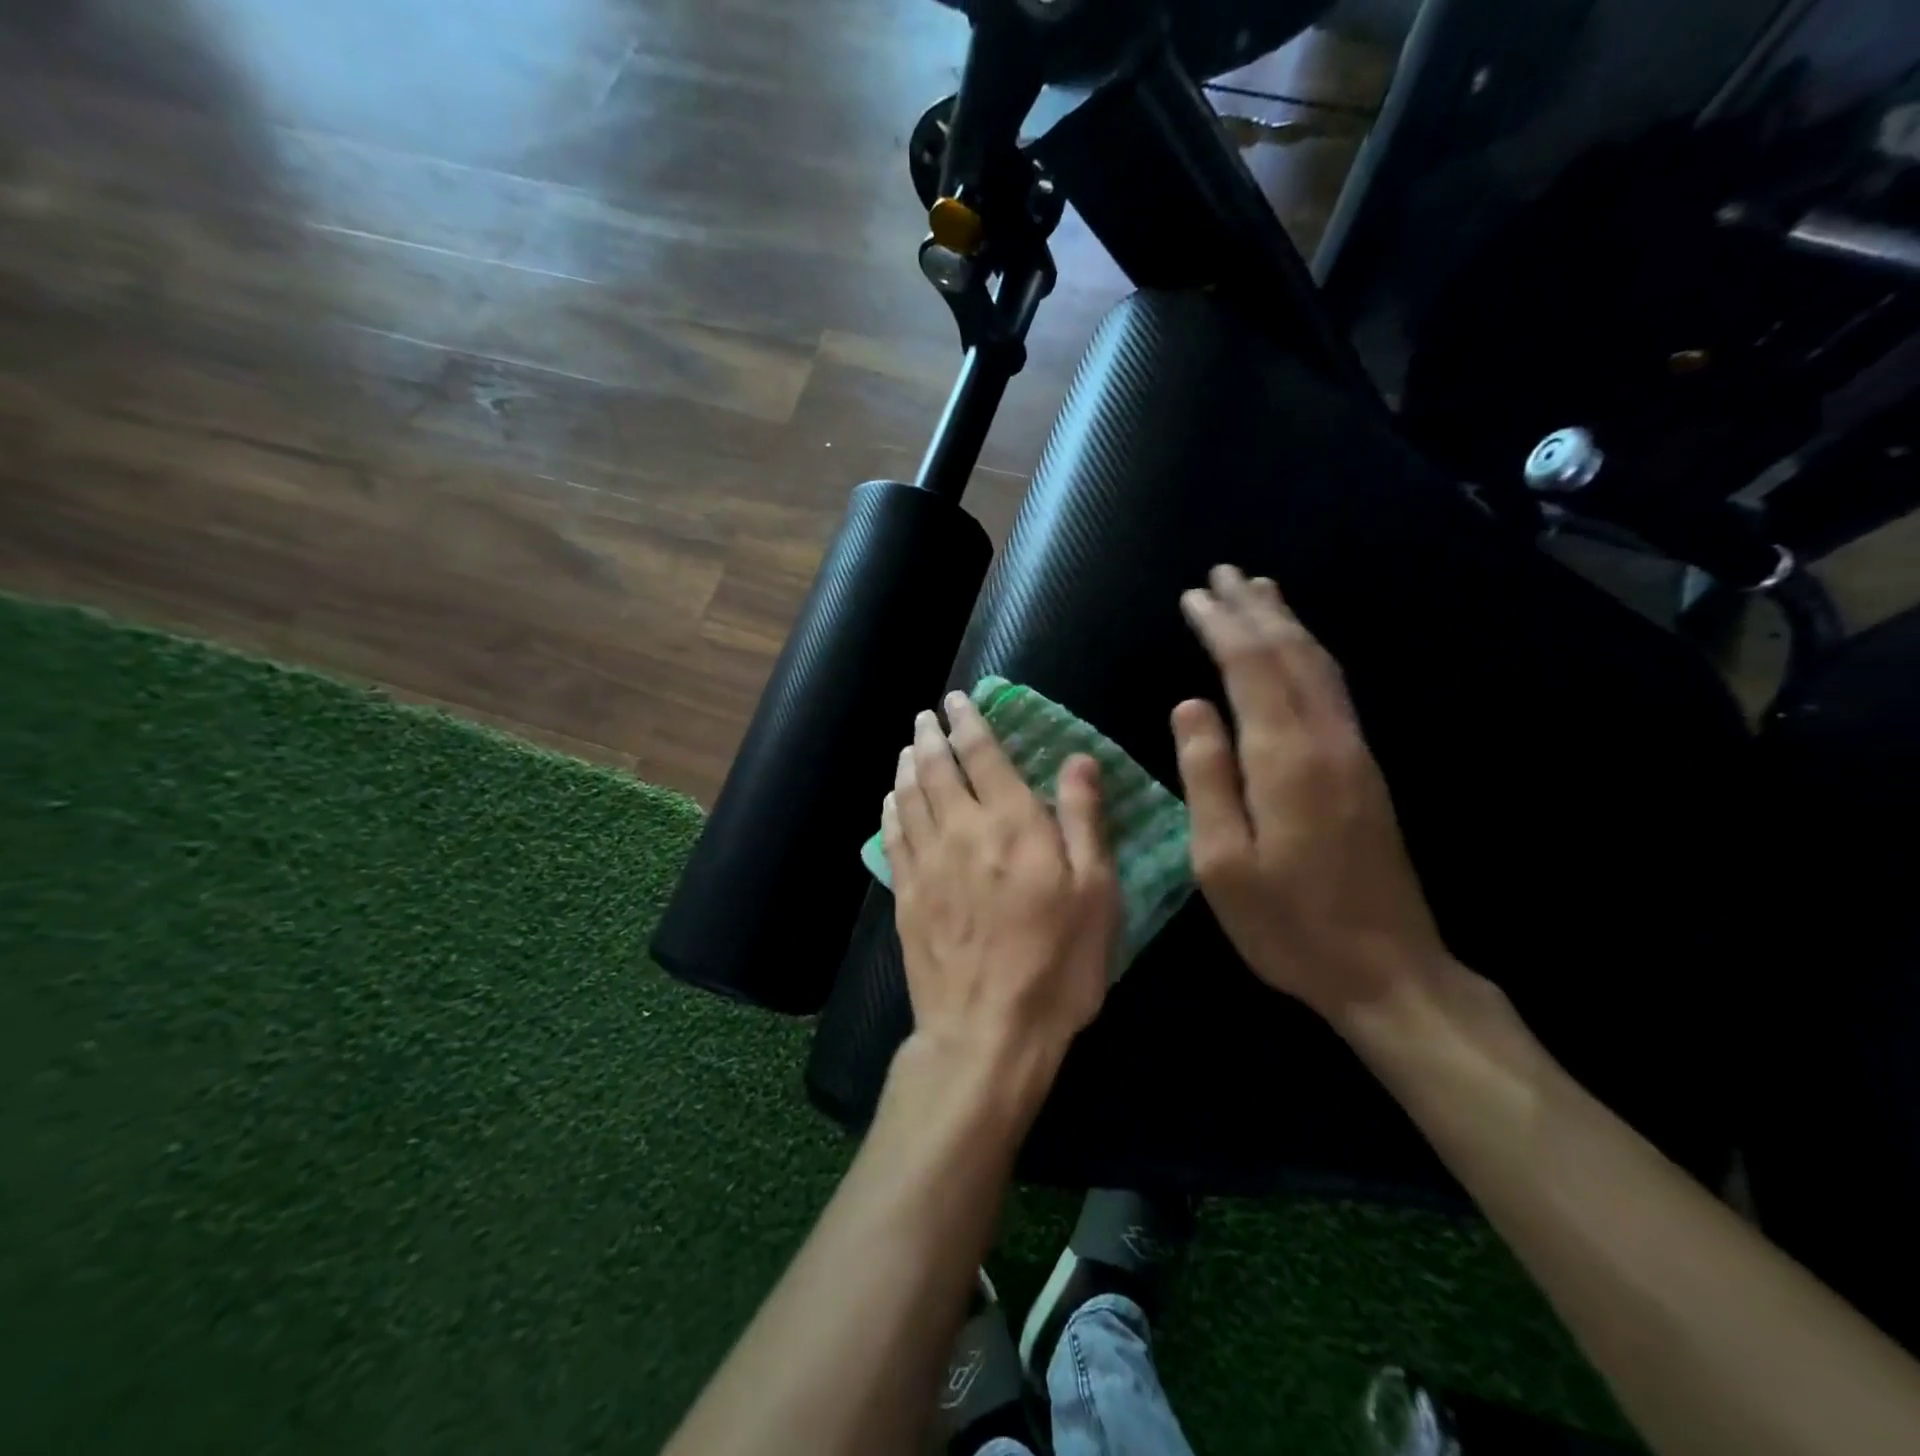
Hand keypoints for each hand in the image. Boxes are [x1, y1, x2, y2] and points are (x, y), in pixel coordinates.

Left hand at [884, 691, 1121, 1096]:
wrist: (988, 1031)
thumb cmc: (1057, 964)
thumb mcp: (1095, 892)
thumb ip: (1083, 819)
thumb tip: (1077, 759)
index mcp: (1011, 822)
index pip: (983, 754)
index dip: (969, 722)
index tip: (957, 700)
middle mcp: (961, 830)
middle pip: (938, 769)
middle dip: (931, 735)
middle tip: (926, 716)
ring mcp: (927, 863)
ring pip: (910, 797)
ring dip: (909, 765)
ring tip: (909, 747)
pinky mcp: (906, 896)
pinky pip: (893, 838)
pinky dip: (892, 810)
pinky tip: (893, 801)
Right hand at [1171, 566, 1448, 1025]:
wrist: (1388, 970)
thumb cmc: (1289, 925)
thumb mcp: (1223, 862)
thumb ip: (1207, 777)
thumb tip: (1189, 706)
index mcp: (1286, 760)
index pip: (1250, 669)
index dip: (1221, 627)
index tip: (1193, 596)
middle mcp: (1327, 741)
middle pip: (1291, 654)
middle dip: (1255, 609)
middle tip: (1223, 574)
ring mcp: (1354, 754)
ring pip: (1320, 667)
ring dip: (1287, 624)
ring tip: (1259, 592)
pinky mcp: (1365, 771)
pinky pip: (1332, 690)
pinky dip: (1308, 656)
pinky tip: (1296, 652)